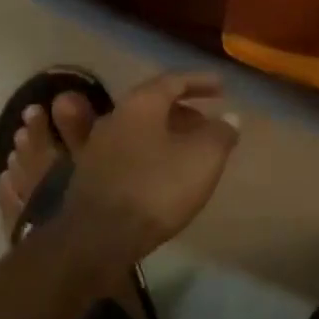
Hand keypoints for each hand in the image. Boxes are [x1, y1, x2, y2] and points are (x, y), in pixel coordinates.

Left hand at [67, 72, 239, 261]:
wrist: (100, 238)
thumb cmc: (157, 188)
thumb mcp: (204, 158)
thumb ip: (220, 133)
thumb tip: (229, 118)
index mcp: (141, 103)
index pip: (173, 81)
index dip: (199, 82)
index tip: (221, 88)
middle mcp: (114, 116)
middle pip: (153, 104)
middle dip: (183, 110)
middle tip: (207, 124)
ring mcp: (96, 147)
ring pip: (138, 129)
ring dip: (164, 133)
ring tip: (188, 149)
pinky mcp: (89, 176)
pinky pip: (125, 152)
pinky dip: (147, 153)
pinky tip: (158, 169)